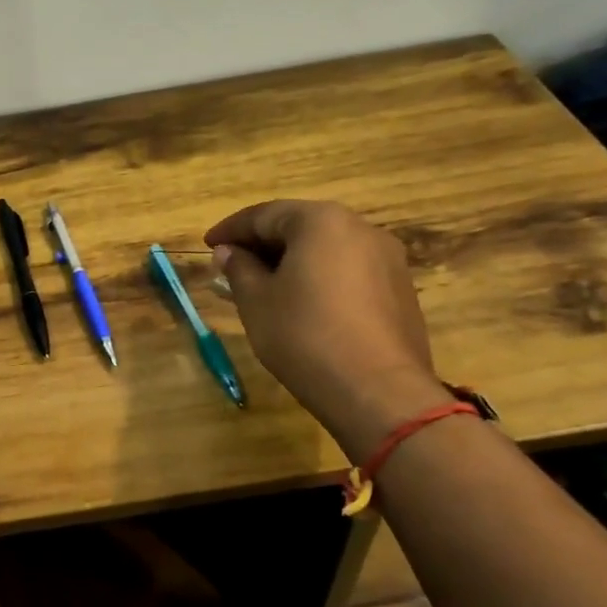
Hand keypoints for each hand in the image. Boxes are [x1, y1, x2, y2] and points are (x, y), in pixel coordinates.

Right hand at [204, 200, 445, 460]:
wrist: (378, 392)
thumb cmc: (304, 337)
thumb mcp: (256, 302)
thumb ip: (239, 269)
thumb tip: (228, 252)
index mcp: (321, 221)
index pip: (264, 215)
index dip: (231, 230)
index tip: (207, 245)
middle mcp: (360, 228)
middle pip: (300, 227)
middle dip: (262, 244)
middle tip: (232, 266)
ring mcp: (387, 259)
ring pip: (327, 249)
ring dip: (291, 262)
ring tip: (263, 287)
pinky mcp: (400, 290)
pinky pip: (349, 271)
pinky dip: (320, 278)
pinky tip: (302, 304)